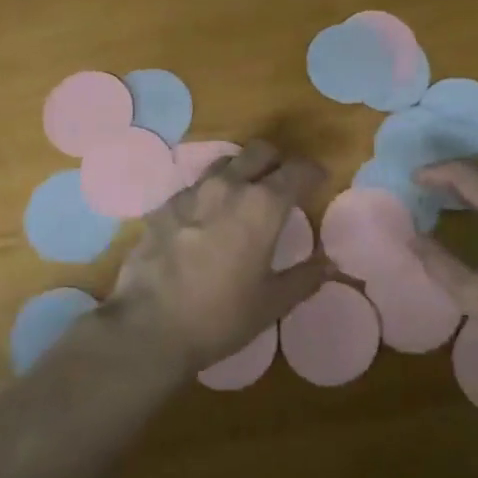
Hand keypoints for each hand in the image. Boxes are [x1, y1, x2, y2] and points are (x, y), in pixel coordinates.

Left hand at [109, 140, 330, 370]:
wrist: (148, 326)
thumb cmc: (219, 316)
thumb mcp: (271, 303)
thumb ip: (304, 278)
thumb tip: (329, 265)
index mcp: (263, 205)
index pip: (297, 170)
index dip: (313, 172)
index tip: (320, 182)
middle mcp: (229, 186)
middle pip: (260, 152)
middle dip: (278, 161)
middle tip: (283, 185)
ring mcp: (192, 192)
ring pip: (226, 162)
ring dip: (242, 171)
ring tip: (245, 197)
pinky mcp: (164, 205)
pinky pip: (196, 186)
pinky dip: (211, 193)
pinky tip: (208, 219)